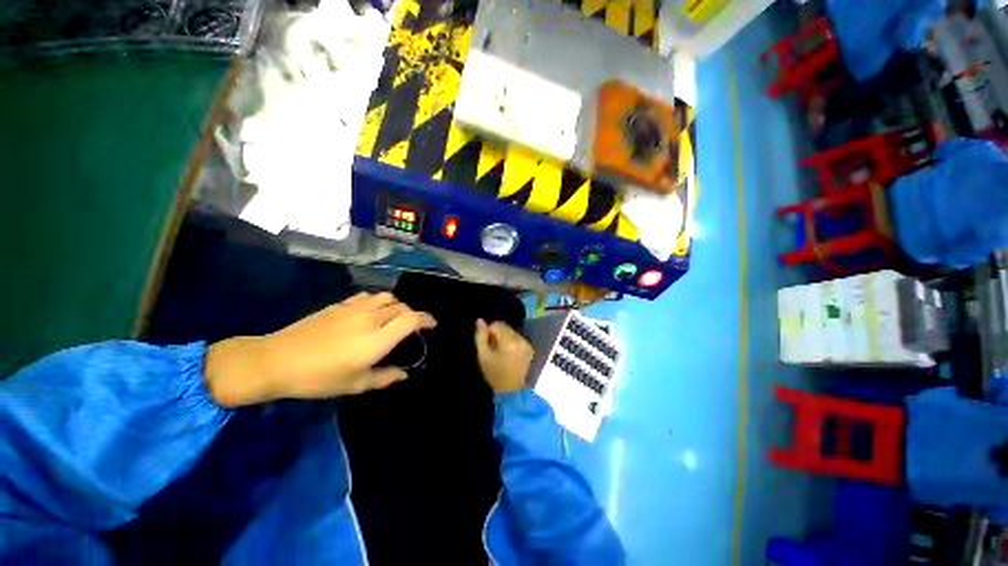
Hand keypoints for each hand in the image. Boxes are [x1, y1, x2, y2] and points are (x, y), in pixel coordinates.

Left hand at [206, 293, 436, 406]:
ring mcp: (355, 308)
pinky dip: (378, 301)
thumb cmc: (319, 378)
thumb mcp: (355, 384)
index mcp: (378, 339)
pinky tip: (372, 311)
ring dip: (396, 305)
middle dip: (412, 314)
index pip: (412, 319)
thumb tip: (403, 374)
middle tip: (412, 326)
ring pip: (387, 297)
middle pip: (402, 306)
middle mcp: (371, 318)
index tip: (432, 325)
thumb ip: (384, 377)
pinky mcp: (341, 304)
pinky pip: (368, 296)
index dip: (426, 319)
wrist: (277, 360)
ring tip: (394, 316)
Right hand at [474, 319, 533, 393]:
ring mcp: (526, 343)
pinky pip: (518, 338)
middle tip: (493, 348)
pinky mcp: (529, 348)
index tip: (487, 343)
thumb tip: (480, 320)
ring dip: (504, 337)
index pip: (497, 325)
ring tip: (500, 352)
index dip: (489, 331)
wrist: (512, 391)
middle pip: (505, 327)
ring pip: (511, 332)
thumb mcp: (483, 356)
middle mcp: (520, 339)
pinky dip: (512, 342)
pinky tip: (508, 354)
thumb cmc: (495, 374)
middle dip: (497, 334)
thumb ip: (480, 337)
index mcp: (508, 341)